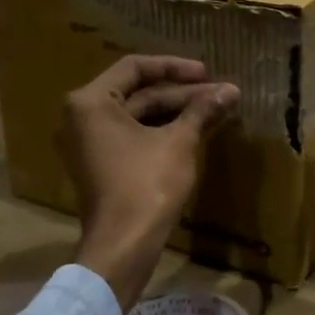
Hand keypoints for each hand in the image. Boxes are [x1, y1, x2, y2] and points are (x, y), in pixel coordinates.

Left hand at [59, 55, 239, 308]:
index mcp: (91, 102)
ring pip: (139, 116)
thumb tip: (231, 90)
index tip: (207, 72)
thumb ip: (202, 110)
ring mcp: (89, 144)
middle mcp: (82, 118)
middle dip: (183, 94)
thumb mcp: (179, 142)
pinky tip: (197, 130)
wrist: (123, 247)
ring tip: (217, 110)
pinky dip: (163, 131)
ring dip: (177, 112)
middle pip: (138, 93)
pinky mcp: (101, 166)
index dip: (175, 67)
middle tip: (222, 94)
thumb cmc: (147, 185)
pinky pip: (133, 136)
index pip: (135, 67)